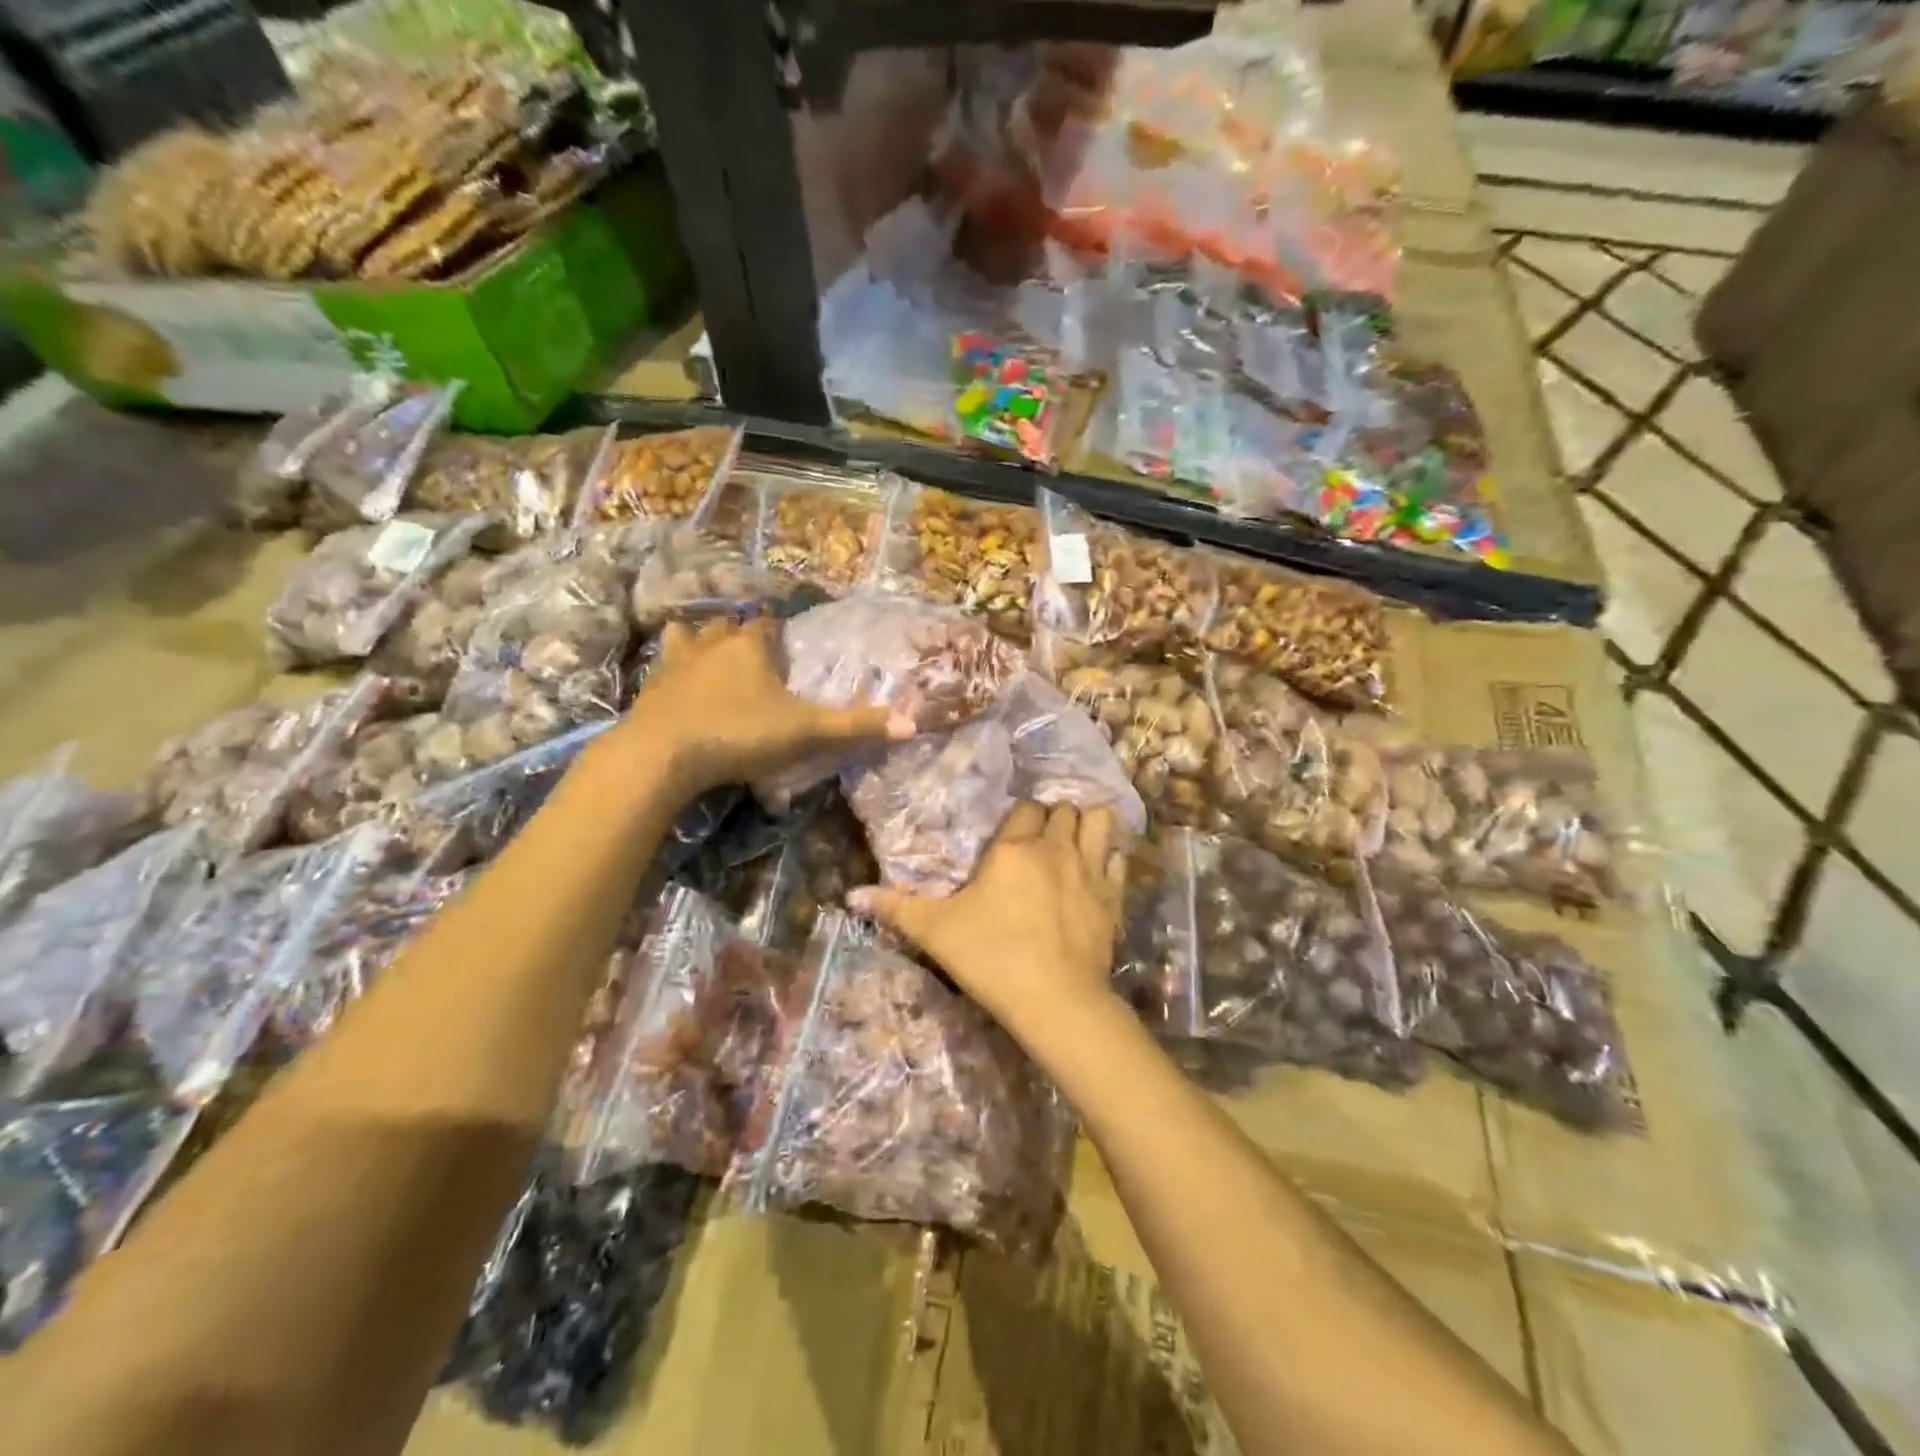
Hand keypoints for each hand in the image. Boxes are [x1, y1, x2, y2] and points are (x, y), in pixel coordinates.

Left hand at [616, 618, 909, 795]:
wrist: (662, 755)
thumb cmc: (739, 734)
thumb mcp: (805, 732)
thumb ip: (855, 726)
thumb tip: (913, 723)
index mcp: (751, 646)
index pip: (769, 624)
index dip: (780, 633)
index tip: (789, 648)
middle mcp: (712, 643)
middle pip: (730, 626)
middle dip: (743, 635)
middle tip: (758, 659)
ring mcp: (676, 662)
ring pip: (691, 636)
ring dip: (703, 642)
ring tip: (714, 660)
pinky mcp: (651, 686)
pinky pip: (663, 664)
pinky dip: (673, 667)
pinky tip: (677, 683)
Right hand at [851, 802, 1125, 1042]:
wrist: (1055, 1001)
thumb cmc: (991, 957)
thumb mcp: (936, 932)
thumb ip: (896, 908)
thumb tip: (851, 895)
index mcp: (1014, 849)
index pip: (1025, 809)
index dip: (1020, 817)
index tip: (1013, 834)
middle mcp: (1056, 849)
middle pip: (1064, 810)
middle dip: (1054, 817)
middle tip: (1042, 838)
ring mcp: (1091, 872)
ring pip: (1100, 822)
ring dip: (1091, 824)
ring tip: (1079, 839)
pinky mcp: (1113, 899)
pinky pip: (1119, 860)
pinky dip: (1111, 857)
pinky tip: (1101, 870)